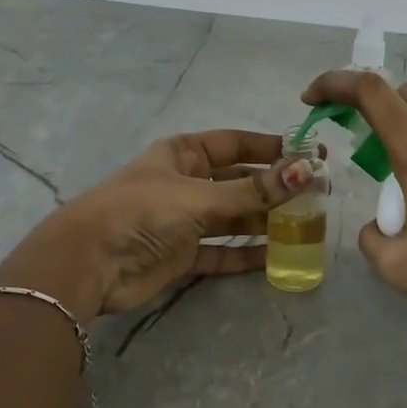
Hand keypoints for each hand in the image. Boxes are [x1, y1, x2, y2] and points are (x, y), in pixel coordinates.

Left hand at [0, 130, 316, 320]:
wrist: (89, 263)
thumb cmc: (142, 212)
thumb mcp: (200, 196)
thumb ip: (253, 190)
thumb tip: (306, 172)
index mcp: (184, 154)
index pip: (237, 144)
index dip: (272, 148)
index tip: (310, 155)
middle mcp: (187, 182)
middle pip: (239, 181)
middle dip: (275, 188)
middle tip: (318, 196)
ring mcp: (184, 220)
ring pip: (233, 216)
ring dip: (265, 221)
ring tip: (306, 226)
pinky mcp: (182, 255)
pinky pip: (222, 250)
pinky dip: (246, 253)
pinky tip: (277, 257)